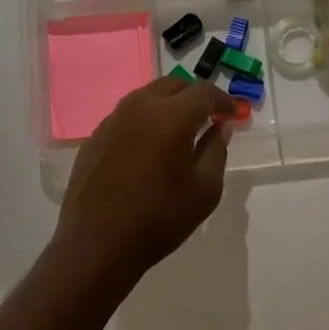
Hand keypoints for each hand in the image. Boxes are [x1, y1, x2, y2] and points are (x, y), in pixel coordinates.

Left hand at [55, 76, 238, 285]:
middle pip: (173, 85)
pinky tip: (149, 146)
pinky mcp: (95, 137)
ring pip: (147, 96)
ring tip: (180, 129)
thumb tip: (219, 128)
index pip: (204, 92)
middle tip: (208, 116)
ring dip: (168, 104)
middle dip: (195, 96)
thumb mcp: (204, 190)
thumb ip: (216, 151)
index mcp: (171, 116)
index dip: (223, 100)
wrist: (97, 244)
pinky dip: (145, 120)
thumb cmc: (159, 218)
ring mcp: (113, 119)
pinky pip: (127, 116)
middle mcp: (140, 106)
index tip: (233, 114)